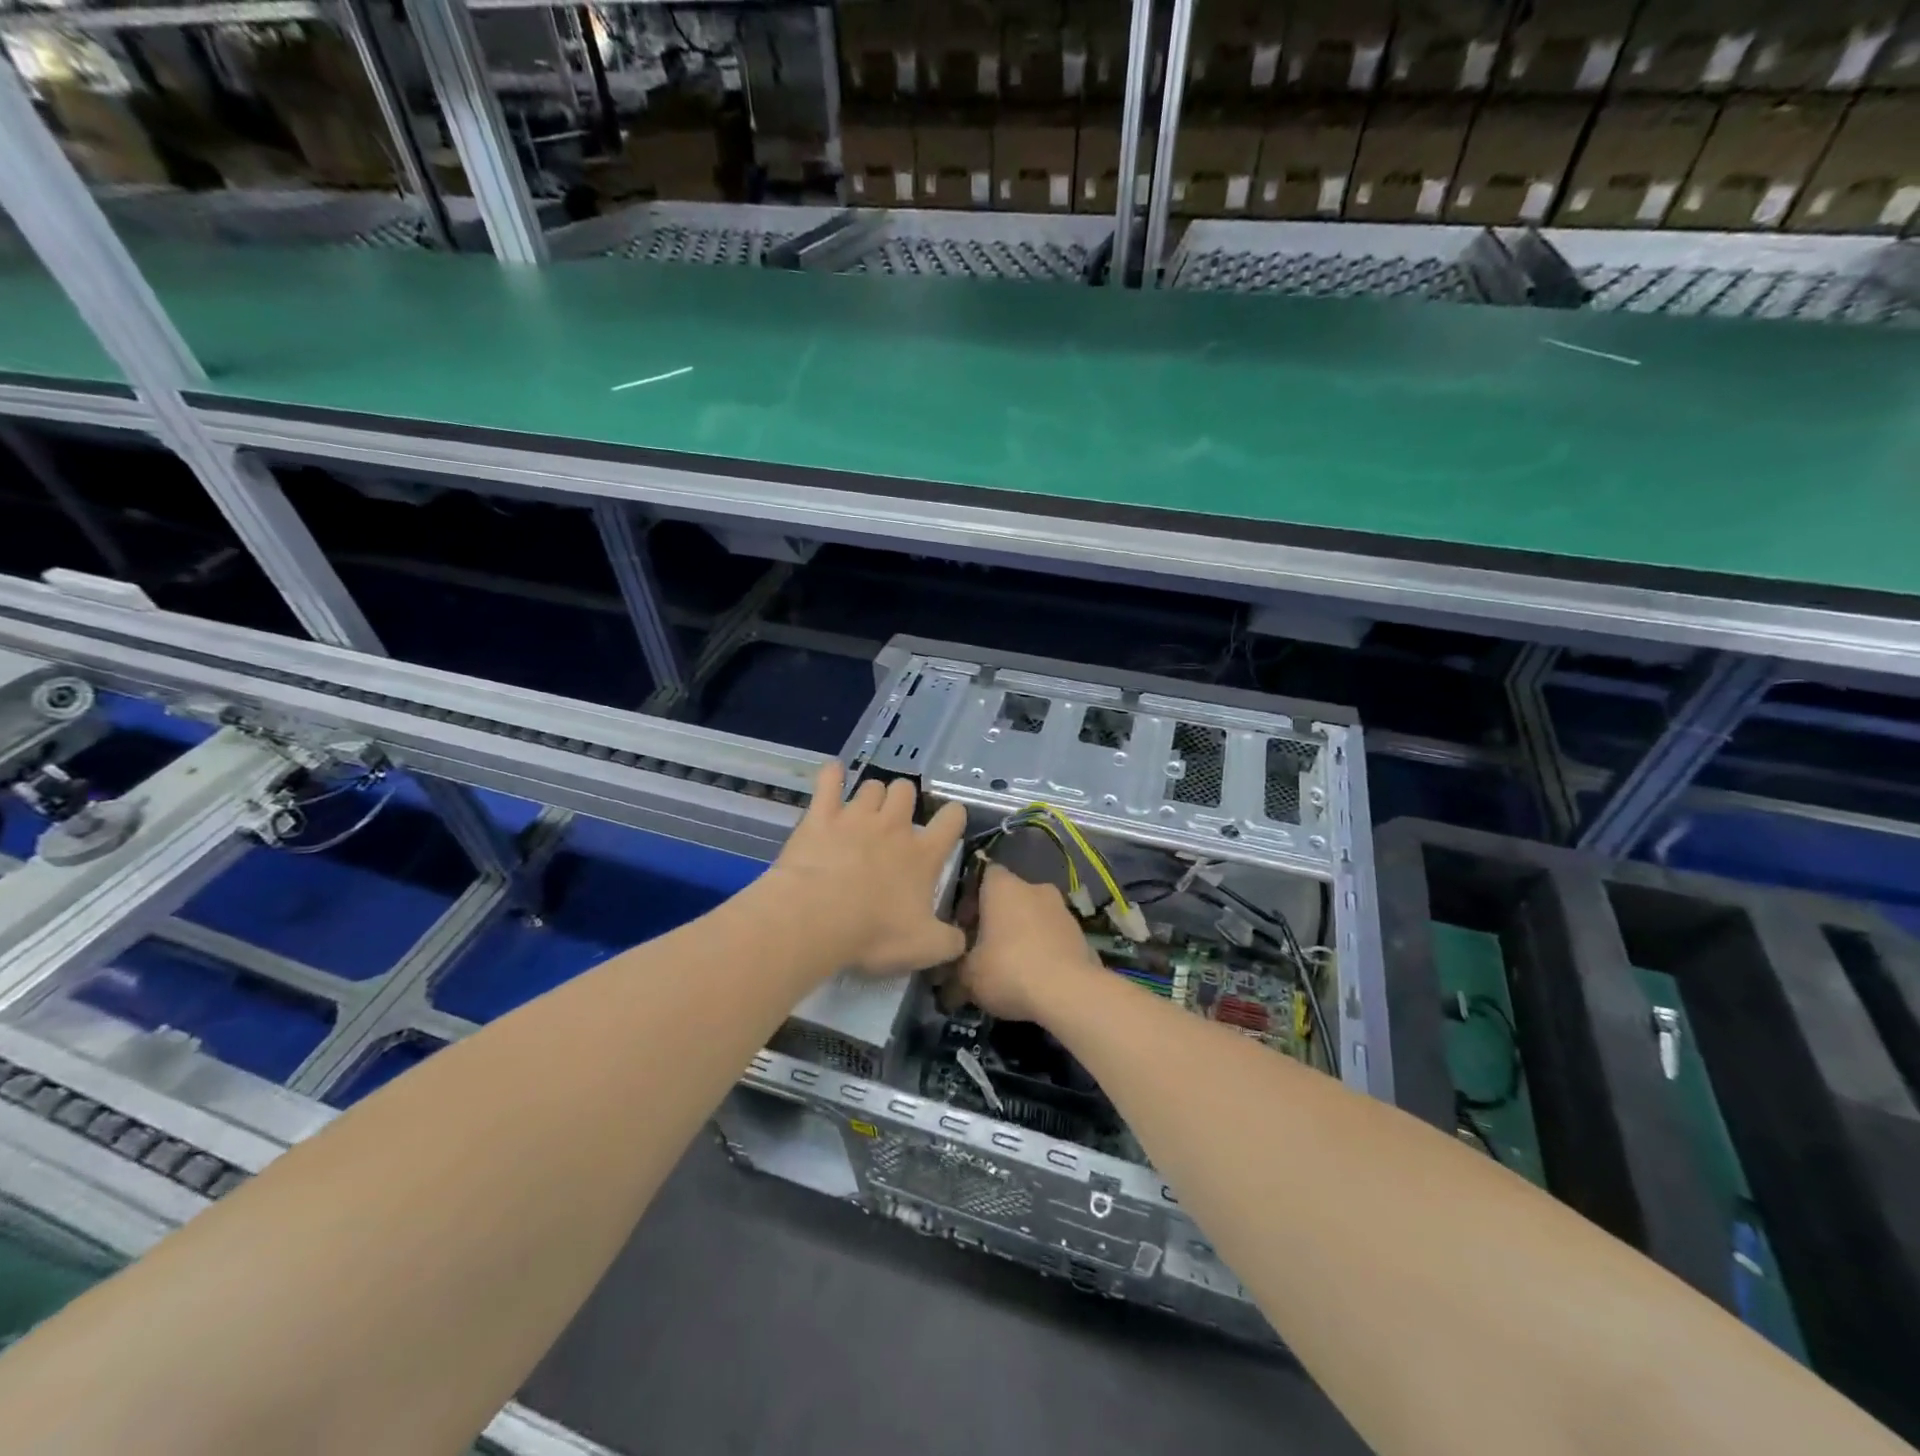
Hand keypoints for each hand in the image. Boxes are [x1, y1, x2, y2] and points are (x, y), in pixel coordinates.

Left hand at [763, 762, 967, 975]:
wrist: (817, 917)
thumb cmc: (875, 932)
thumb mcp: (925, 948)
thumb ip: (949, 942)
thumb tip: (962, 941)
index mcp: (923, 854)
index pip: (952, 819)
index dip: (953, 816)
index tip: (948, 823)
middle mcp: (893, 826)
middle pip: (906, 790)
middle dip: (904, 800)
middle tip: (895, 823)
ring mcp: (856, 816)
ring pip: (872, 786)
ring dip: (872, 796)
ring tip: (864, 812)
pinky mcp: (821, 815)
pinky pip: (829, 781)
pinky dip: (832, 775)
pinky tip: (833, 774)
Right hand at [958, 865, 1100, 1022]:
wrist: (1068, 993)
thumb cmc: (1008, 970)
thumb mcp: (967, 976)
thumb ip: (955, 970)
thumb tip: (947, 980)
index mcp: (1003, 886)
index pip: (984, 874)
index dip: (972, 898)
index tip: (964, 926)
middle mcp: (1035, 887)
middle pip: (1010, 897)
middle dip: (998, 919)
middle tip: (985, 949)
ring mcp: (1063, 909)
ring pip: (1035, 916)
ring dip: (1023, 934)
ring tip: (1012, 968)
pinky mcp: (1082, 934)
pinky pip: (1054, 937)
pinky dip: (1045, 950)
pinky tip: (1037, 978)